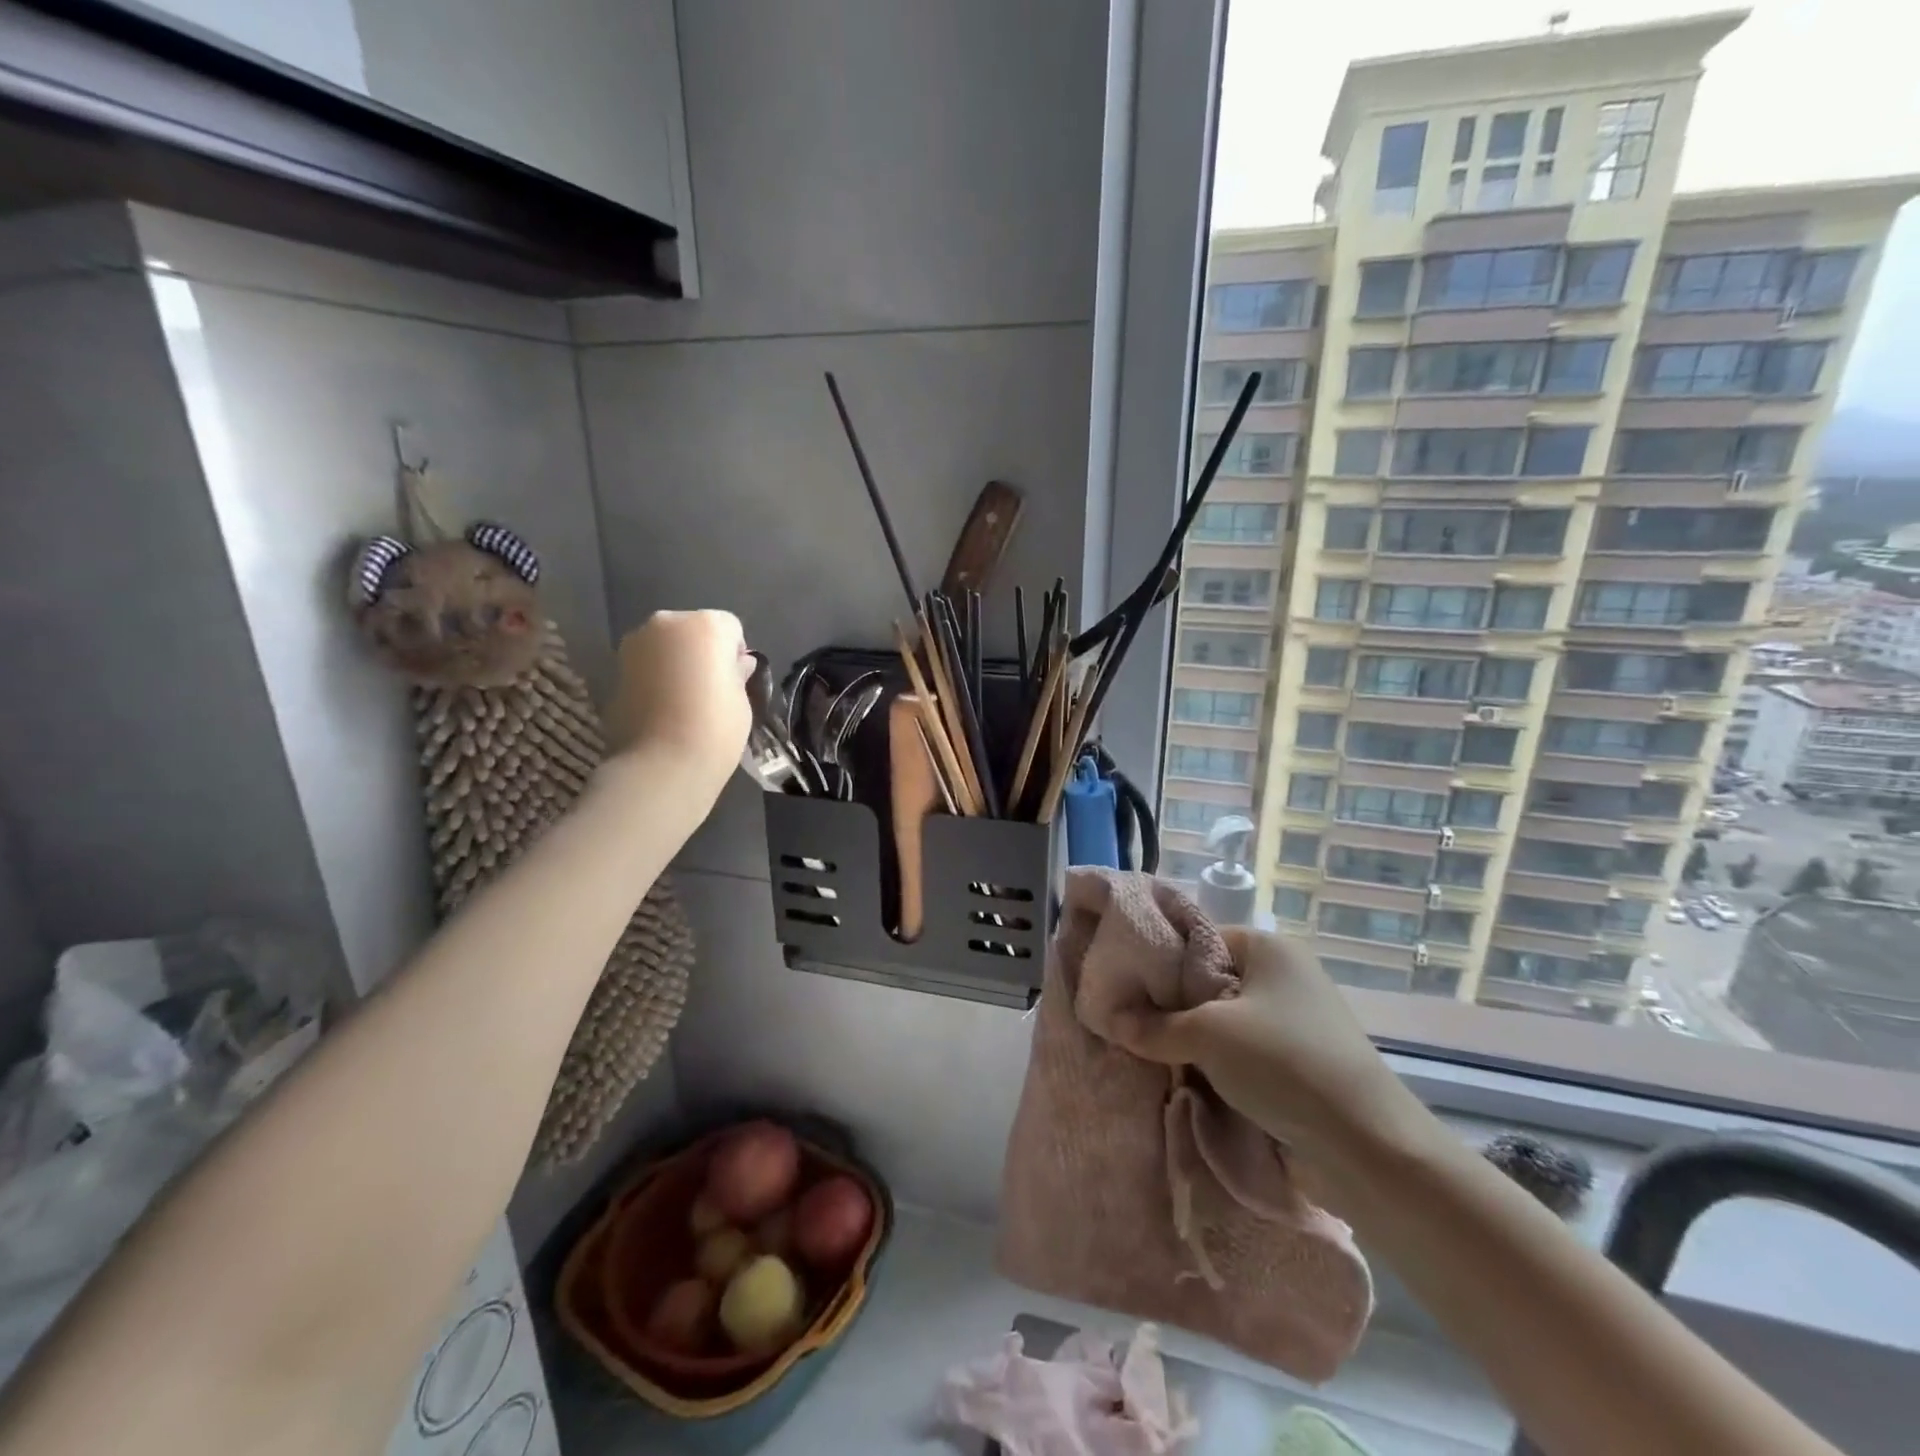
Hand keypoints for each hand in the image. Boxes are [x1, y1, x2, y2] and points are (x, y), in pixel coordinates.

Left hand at [604, 611, 752, 793]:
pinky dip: (654, 679)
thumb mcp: (742, 699)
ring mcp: (634, 645)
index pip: (730, 627)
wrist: (661, 765)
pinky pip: (645, 666)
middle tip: (709, 690)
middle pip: (693, 629)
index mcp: (705, 625)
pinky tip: (662, 709)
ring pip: (665, 646)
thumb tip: (736, 664)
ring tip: (684, 702)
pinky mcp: (613, 670)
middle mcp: (665, 624)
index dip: (735, 654)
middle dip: (701, 652)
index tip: (735, 682)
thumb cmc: (715, 729)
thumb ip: (736, 673)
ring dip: (675, 663)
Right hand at [1108, 928, 1426, 1158]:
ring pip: (1222, 1021)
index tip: (1124, 987)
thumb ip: (1154, 1026)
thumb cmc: (1284, 1064)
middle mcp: (1283, 975)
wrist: (1366, 1146)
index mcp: (1268, 947)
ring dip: (1191, 1041)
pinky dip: (1216, 1064)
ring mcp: (1293, 1020)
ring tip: (1148, 1053)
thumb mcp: (1208, 1036)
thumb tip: (1109, 1019)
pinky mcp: (1297, 1061)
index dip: (1160, 961)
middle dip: (1172, 1007)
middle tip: (1129, 1022)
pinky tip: (1184, 1079)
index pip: (1198, 939)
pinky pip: (1241, 1052)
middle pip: (1208, 982)